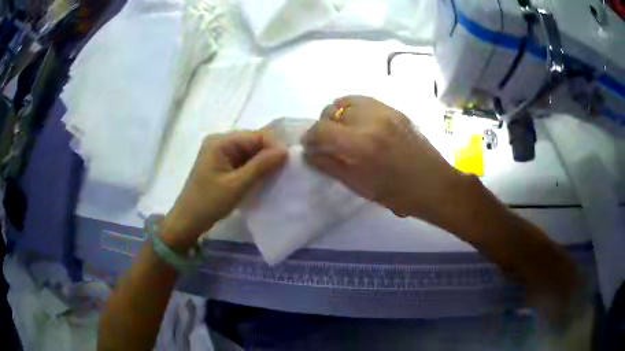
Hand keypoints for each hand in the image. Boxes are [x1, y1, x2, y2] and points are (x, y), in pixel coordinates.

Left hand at [162, 131, 286, 250]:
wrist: (187, 221)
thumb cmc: (209, 203)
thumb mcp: (237, 185)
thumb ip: (261, 166)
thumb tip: (285, 150)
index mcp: (221, 142)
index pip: (256, 136)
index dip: (274, 146)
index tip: (289, 163)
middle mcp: (220, 141)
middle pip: (253, 142)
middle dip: (269, 155)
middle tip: (284, 171)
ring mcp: (220, 152)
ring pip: (250, 152)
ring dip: (262, 163)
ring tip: (276, 176)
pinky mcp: (221, 163)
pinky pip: (243, 161)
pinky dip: (254, 169)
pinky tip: (262, 179)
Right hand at [302, 96, 464, 222]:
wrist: (435, 185)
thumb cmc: (397, 194)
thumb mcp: (360, 186)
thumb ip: (330, 166)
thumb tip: (309, 154)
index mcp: (361, 144)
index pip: (322, 129)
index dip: (310, 137)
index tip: (309, 146)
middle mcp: (371, 120)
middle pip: (332, 110)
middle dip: (323, 125)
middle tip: (327, 141)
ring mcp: (386, 111)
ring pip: (348, 100)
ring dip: (338, 114)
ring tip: (342, 130)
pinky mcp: (396, 110)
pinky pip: (365, 100)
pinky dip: (354, 108)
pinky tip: (359, 123)